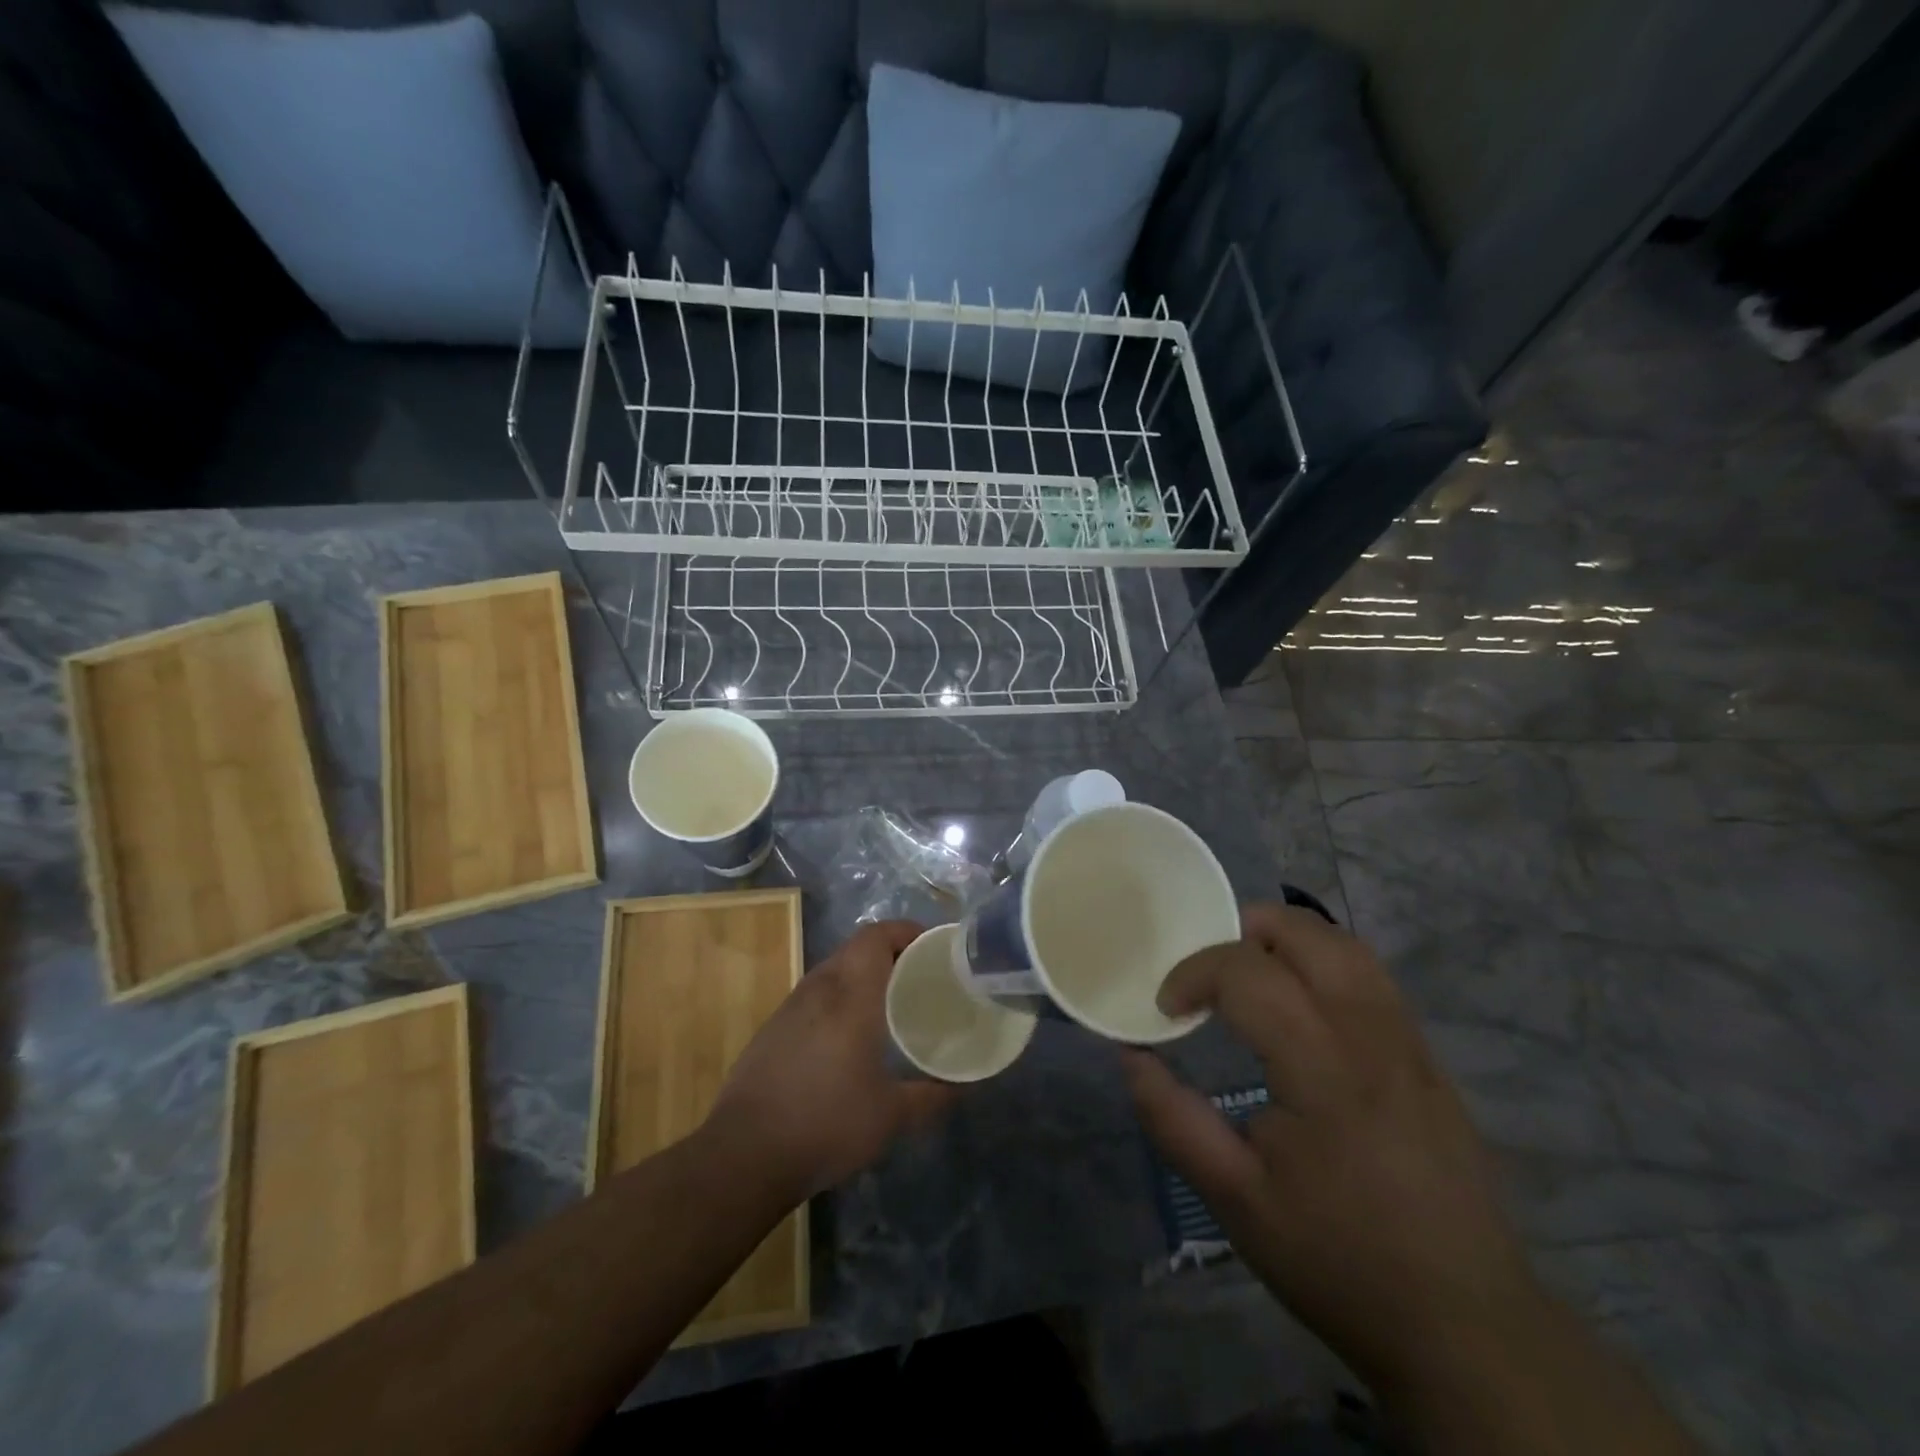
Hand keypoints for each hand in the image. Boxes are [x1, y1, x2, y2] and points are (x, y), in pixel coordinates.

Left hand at [705, 920, 959, 1201]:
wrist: (744, 1155)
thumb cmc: (827, 1123)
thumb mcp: (891, 1116)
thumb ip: (931, 1097)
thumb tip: (961, 1088)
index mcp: (851, 994)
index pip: (877, 936)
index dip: (905, 931)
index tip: (932, 947)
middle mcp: (818, 989)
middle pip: (856, 949)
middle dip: (889, 953)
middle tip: (918, 978)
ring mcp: (789, 1008)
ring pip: (832, 971)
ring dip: (861, 976)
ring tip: (887, 1004)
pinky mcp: (771, 1030)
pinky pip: (813, 997)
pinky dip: (837, 1000)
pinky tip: (845, 1038)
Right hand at [1122, 904, 1544, 1397]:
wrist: (1467, 1328)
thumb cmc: (1340, 1259)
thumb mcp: (1236, 1199)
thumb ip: (1174, 1120)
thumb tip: (1133, 1057)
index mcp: (1323, 1067)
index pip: (1247, 972)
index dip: (1194, 973)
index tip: (1168, 1008)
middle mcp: (1372, 1035)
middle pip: (1306, 933)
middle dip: (1243, 931)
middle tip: (1207, 972)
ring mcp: (1411, 1043)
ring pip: (1347, 946)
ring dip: (1288, 940)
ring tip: (1250, 975)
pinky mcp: (1431, 1061)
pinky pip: (1373, 978)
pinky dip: (1325, 964)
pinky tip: (1303, 1010)